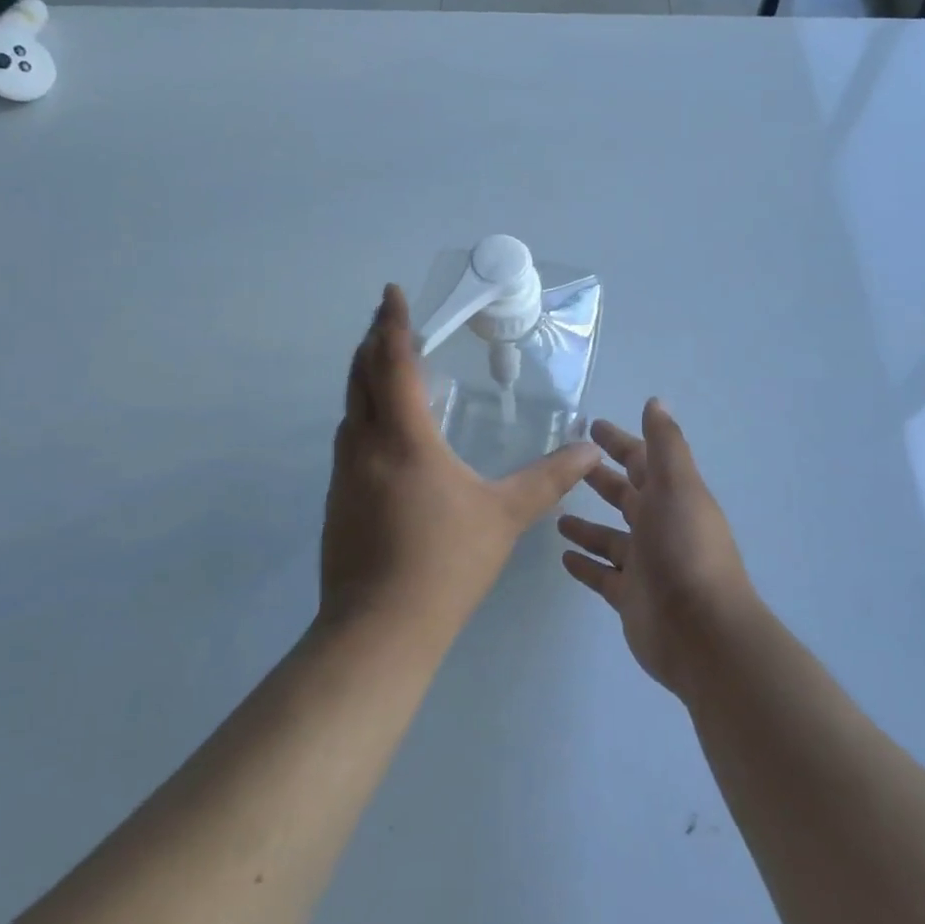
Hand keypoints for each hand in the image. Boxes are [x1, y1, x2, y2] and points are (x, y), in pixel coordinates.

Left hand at [320, 285, 601, 642]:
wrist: (378, 631)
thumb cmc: (445, 564)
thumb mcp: (503, 518)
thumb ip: (547, 480)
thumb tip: (588, 451)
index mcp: (403, 439)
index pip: (392, 363)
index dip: (392, 323)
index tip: (392, 292)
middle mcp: (365, 445)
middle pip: (360, 376)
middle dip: (372, 340)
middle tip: (388, 318)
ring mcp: (344, 473)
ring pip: (349, 407)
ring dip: (364, 376)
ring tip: (385, 364)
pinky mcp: (336, 499)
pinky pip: (348, 437)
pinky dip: (362, 412)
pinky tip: (383, 431)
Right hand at [559, 401, 758, 698]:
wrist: (701, 632)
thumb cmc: (685, 548)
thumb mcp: (678, 485)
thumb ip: (665, 444)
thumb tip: (656, 401)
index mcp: (672, 496)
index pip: (641, 460)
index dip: (619, 442)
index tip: (591, 427)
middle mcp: (660, 526)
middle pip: (625, 496)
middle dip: (600, 479)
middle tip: (565, 466)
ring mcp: (645, 564)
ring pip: (610, 537)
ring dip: (588, 525)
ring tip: (556, 515)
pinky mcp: (631, 597)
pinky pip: (603, 575)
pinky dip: (586, 565)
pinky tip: (563, 558)